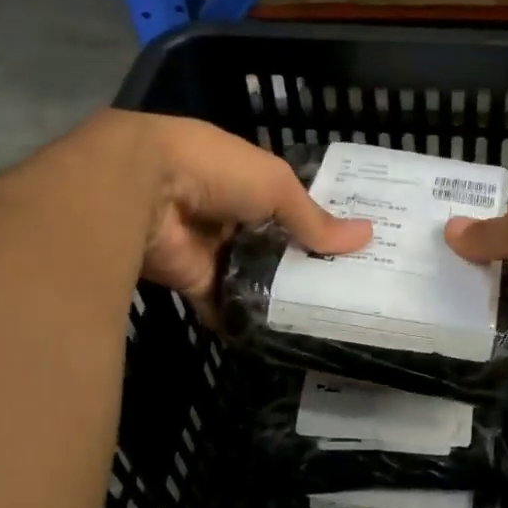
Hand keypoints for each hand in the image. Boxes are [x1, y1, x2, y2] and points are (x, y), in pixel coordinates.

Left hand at [107, 112, 370, 311]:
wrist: (140, 190)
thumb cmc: (216, 171)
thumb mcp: (276, 186)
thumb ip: (314, 218)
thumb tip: (366, 237)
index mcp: (246, 179)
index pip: (289, 203)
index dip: (318, 222)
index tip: (351, 246)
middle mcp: (228, 213)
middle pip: (272, 243)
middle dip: (302, 263)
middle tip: (344, 289)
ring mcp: (209, 247)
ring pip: (250, 275)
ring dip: (276, 293)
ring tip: (321, 317)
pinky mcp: (191, 279)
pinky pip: (222, 302)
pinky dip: (241, 318)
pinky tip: (276, 335)